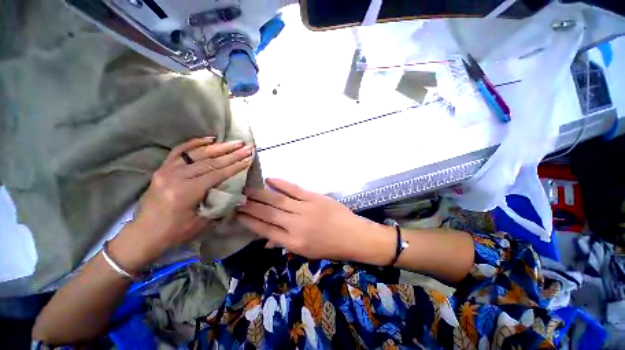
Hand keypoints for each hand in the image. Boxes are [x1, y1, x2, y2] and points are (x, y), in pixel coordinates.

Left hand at [110, 137, 253, 271]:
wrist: (143, 234)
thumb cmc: (174, 232)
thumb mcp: (201, 223)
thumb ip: (220, 206)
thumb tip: (240, 197)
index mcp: (186, 192)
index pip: (217, 174)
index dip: (235, 166)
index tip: (248, 158)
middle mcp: (176, 177)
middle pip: (210, 162)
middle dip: (232, 154)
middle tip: (246, 147)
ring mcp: (167, 171)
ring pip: (197, 154)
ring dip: (219, 147)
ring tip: (234, 143)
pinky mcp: (162, 169)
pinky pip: (179, 151)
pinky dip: (194, 143)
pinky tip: (209, 139)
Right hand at [237, 179, 393, 263]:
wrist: (353, 236)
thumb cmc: (329, 247)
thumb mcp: (306, 252)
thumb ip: (284, 243)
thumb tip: (265, 240)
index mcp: (292, 242)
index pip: (265, 230)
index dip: (249, 221)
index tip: (237, 214)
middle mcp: (295, 225)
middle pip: (268, 213)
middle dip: (250, 206)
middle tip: (237, 198)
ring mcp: (304, 209)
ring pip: (278, 200)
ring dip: (261, 194)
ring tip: (247, 189)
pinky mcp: (314, 197)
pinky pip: (294, 189)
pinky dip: (281, 184)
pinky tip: (270, 180)